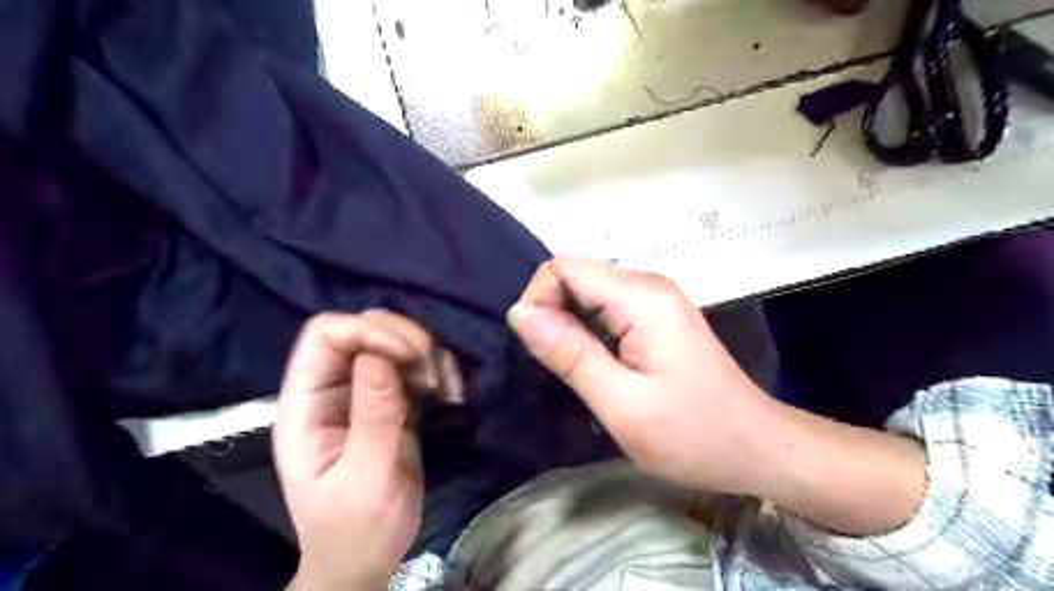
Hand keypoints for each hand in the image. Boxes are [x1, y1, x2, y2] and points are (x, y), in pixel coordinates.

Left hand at [270, 312, 447, 588]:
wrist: (367, 559)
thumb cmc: (355, 529)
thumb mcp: (364, 479)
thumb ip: (372, 416)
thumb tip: (378, 355)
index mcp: (306, 405)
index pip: (326, 335)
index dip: (367, 332)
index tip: (409, 358)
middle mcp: (333, 389)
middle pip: (364, 329)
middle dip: (404, 340)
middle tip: (431, 376)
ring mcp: (365, 393)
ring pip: (395, 342)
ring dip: (426, 355)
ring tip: (443, 389)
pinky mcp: (394, 402)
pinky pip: (416, 365)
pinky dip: (437, 369)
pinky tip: (449, 392)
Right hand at [508, 258, 772, 492]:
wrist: (756, 448)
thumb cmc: (692, 433)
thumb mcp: (621, 403)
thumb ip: (570, 354)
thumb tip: (520, 313)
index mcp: (640, 298)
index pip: (564, 268)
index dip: (538, 299)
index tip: (535, 348)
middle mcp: (648, 286)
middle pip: (576, 277)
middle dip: (551, 314)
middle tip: (553, 368)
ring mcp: (656, 300)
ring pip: (589, 294)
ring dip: (568, 326)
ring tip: (570, 371)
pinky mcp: (658, 318)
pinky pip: (607, 310)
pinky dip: (588, 332)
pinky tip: (594, 367)